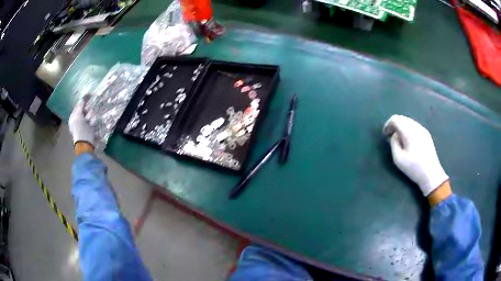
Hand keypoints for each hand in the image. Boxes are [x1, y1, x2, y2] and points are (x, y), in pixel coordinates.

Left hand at [69, 98, 94, 146]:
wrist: (85, 143)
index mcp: (74, 116)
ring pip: (91, 114)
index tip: (89, 95)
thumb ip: (80, 106)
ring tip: (90, 123)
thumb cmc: (79, 129)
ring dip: (91, 117)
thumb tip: (82, 99)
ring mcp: (86, 123)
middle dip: (88, 111)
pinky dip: (94, 122)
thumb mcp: (77, 116)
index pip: (79, 105)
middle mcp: (80, 118)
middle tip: (87, 117)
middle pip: (87, 109)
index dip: (84, 101)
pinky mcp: (91, 127)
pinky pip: (94, 120)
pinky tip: (92, 126)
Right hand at [383, 115, 448, 195]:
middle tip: (390, 136)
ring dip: (401, 127)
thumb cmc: (414, 168)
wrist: (431, 174)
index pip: (395, 119)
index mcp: (409, 131)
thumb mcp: (398, 159)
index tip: (385, 134)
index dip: (388, 124)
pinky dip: (408, 129)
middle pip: (402, 118)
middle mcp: (416, 127)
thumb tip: (394, 134)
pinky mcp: (426, 134)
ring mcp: (422, 129)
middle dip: (394, 125)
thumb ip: (393, 143)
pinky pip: (414, 126)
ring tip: (399, 138)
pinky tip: (407, 140)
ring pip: (408, 121)